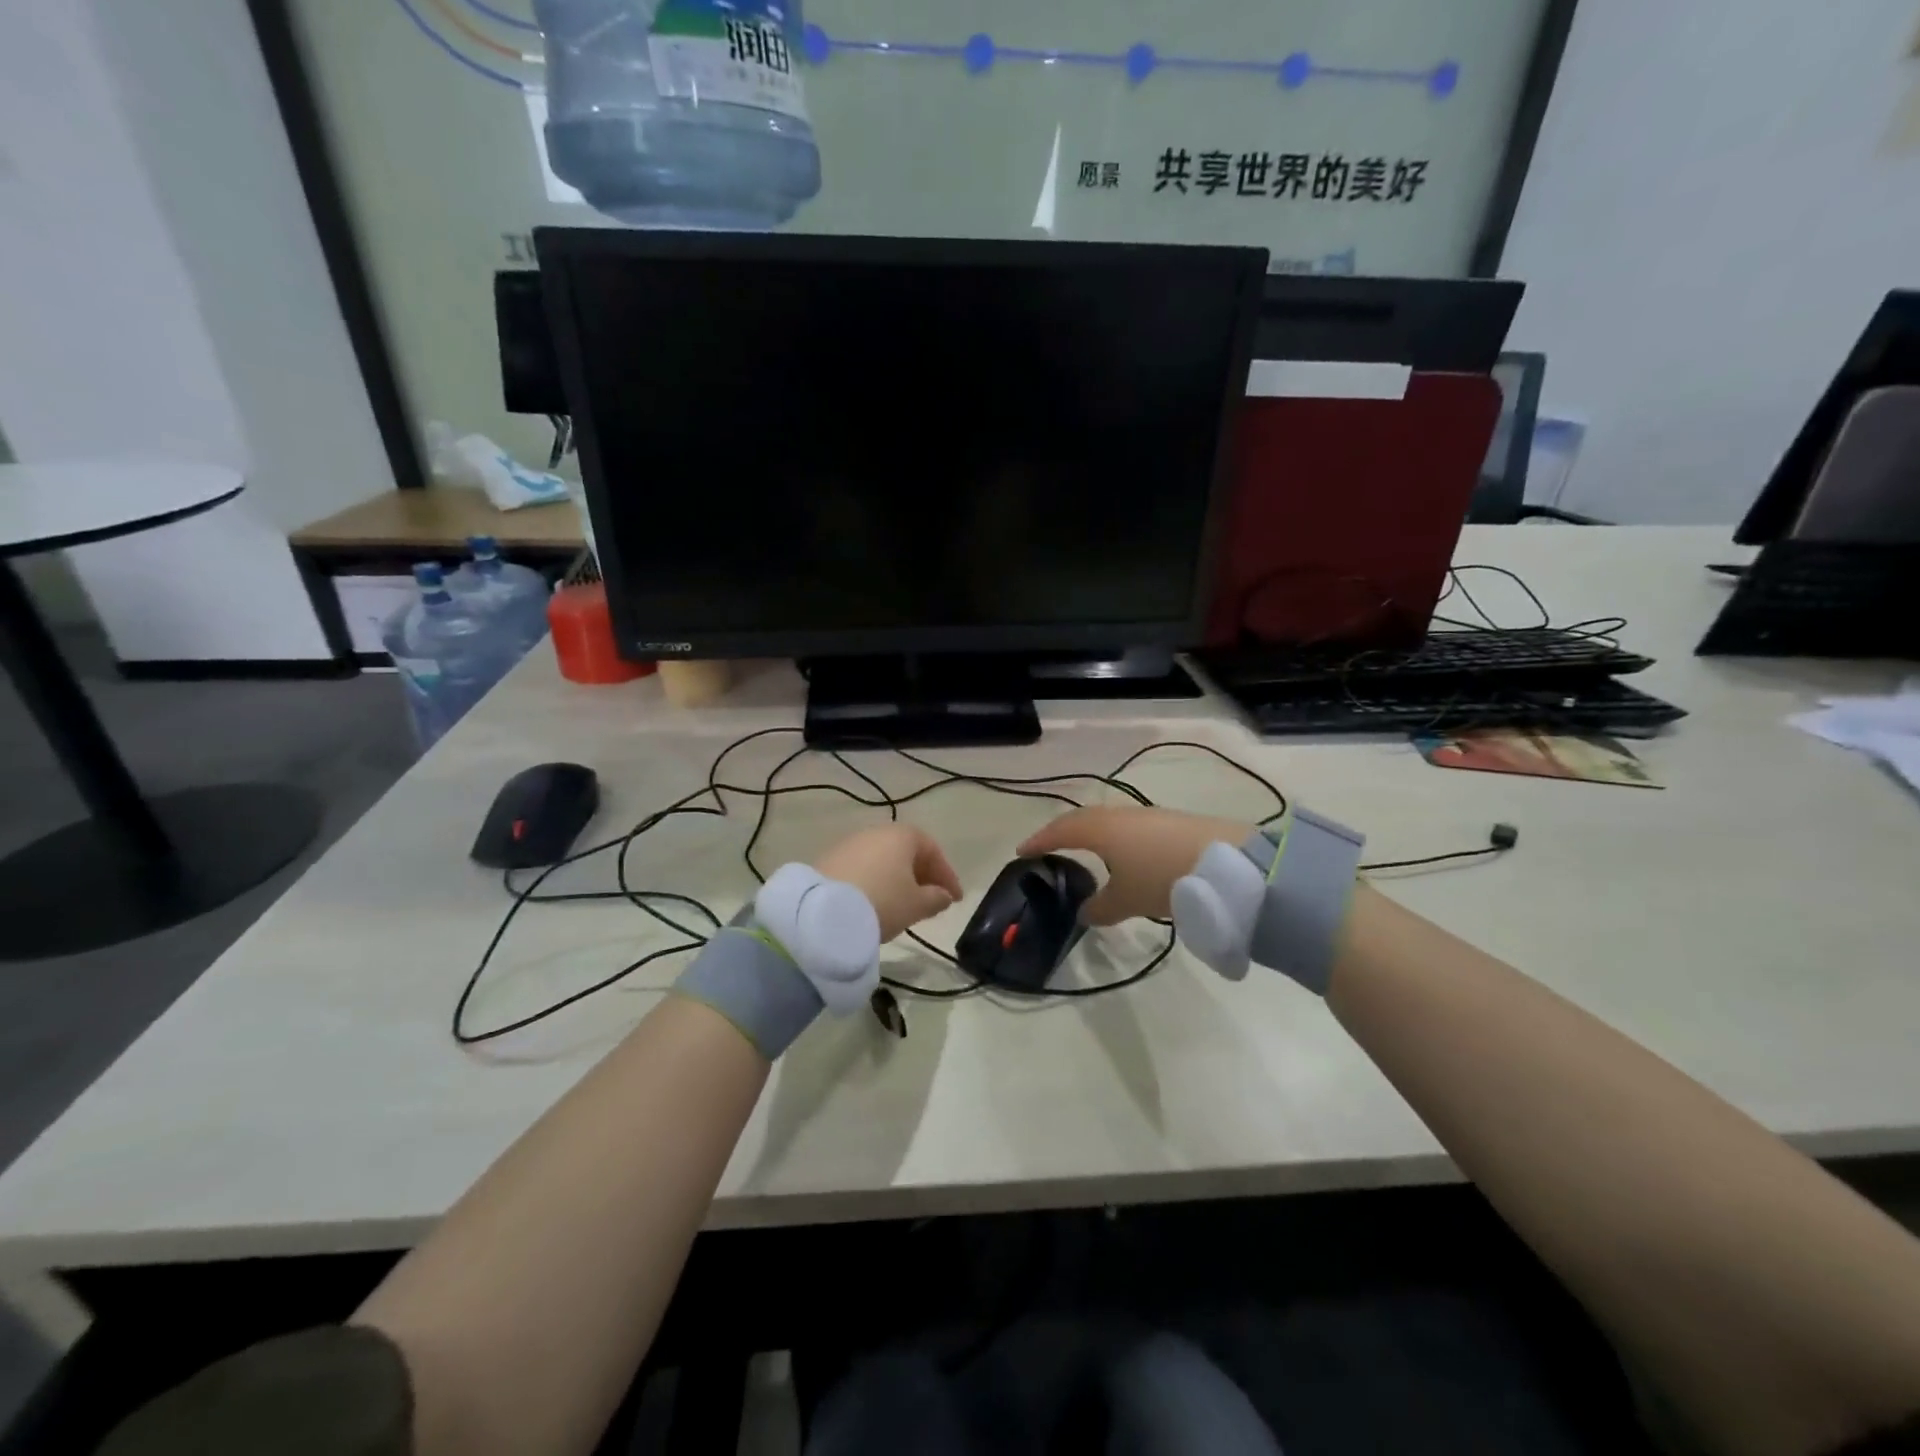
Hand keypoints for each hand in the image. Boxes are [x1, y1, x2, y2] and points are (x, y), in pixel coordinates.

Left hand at [812, 826, 963, 941]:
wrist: (822, 912)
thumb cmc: (882, 902)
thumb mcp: (916, 905)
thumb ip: (936, 898)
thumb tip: (944, 895)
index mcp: (902, 835)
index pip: (933, 850)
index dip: (947, 875)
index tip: (955, 899)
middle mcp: (876, 832)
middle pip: (906, 852)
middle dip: (922, 875)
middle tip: (931, 900)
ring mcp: (850, 844)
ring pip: (883, 859)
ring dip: (897, 879)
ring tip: (903, 904)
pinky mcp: (829, 860)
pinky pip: (863, 868)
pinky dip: (875, 881)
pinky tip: (876, 902)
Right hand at [1018, 807, 1253, 925]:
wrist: (1227, 863)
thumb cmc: (1163, 879)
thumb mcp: (1127, 900)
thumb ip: (1100, 908)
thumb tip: (1084, 913)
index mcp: (1101, 829)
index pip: (1061, 830)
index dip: (1039, 841)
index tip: (1022, 851)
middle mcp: (1121, 815)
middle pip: (1084, 820)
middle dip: (1064, 833)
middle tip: (1050, 847)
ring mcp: (1148, 816)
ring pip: (1110, 822)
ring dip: (1094, 835)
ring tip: (1088, 852)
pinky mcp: (1172, 822)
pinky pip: (1132, 827)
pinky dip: (1119, 839)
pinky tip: (1127, 855)